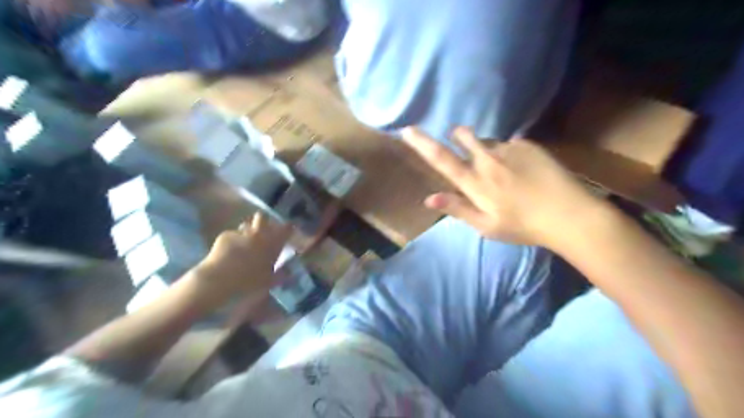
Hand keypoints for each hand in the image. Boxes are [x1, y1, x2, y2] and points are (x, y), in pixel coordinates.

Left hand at [195, 213, 289, 302]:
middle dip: (264, 223)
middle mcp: (259, 234)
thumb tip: (289, 271)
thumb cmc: (249, 282)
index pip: (287, 229)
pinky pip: (231, 235)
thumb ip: (281, 274)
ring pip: (246, 225)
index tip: (289, 234)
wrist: (219, 281)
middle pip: (263, 218)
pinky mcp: (225, 236)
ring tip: (244, 243)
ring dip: (247, 231)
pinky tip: (228, 253)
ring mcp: (241, 233)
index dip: (289, 229)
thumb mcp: (270, 282)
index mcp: (273, 244)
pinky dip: (232, 242)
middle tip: (263, 234)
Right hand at [402, 125, 596, 246]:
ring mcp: (510, 149)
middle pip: (464, 138)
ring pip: (488, 142)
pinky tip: (523, 170)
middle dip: (458, 136)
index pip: (441, 159)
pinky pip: (510, 144)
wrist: (570, 214)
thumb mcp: (486, 226)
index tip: (408, 129)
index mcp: (475, 182)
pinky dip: (509, 154)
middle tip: (462, 144)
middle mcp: (488, 160)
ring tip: (503, 171)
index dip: (422, 143)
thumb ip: (457, 208)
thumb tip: (428, 198)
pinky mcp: (529, 145)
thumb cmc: (523, 226)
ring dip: (487, 150)